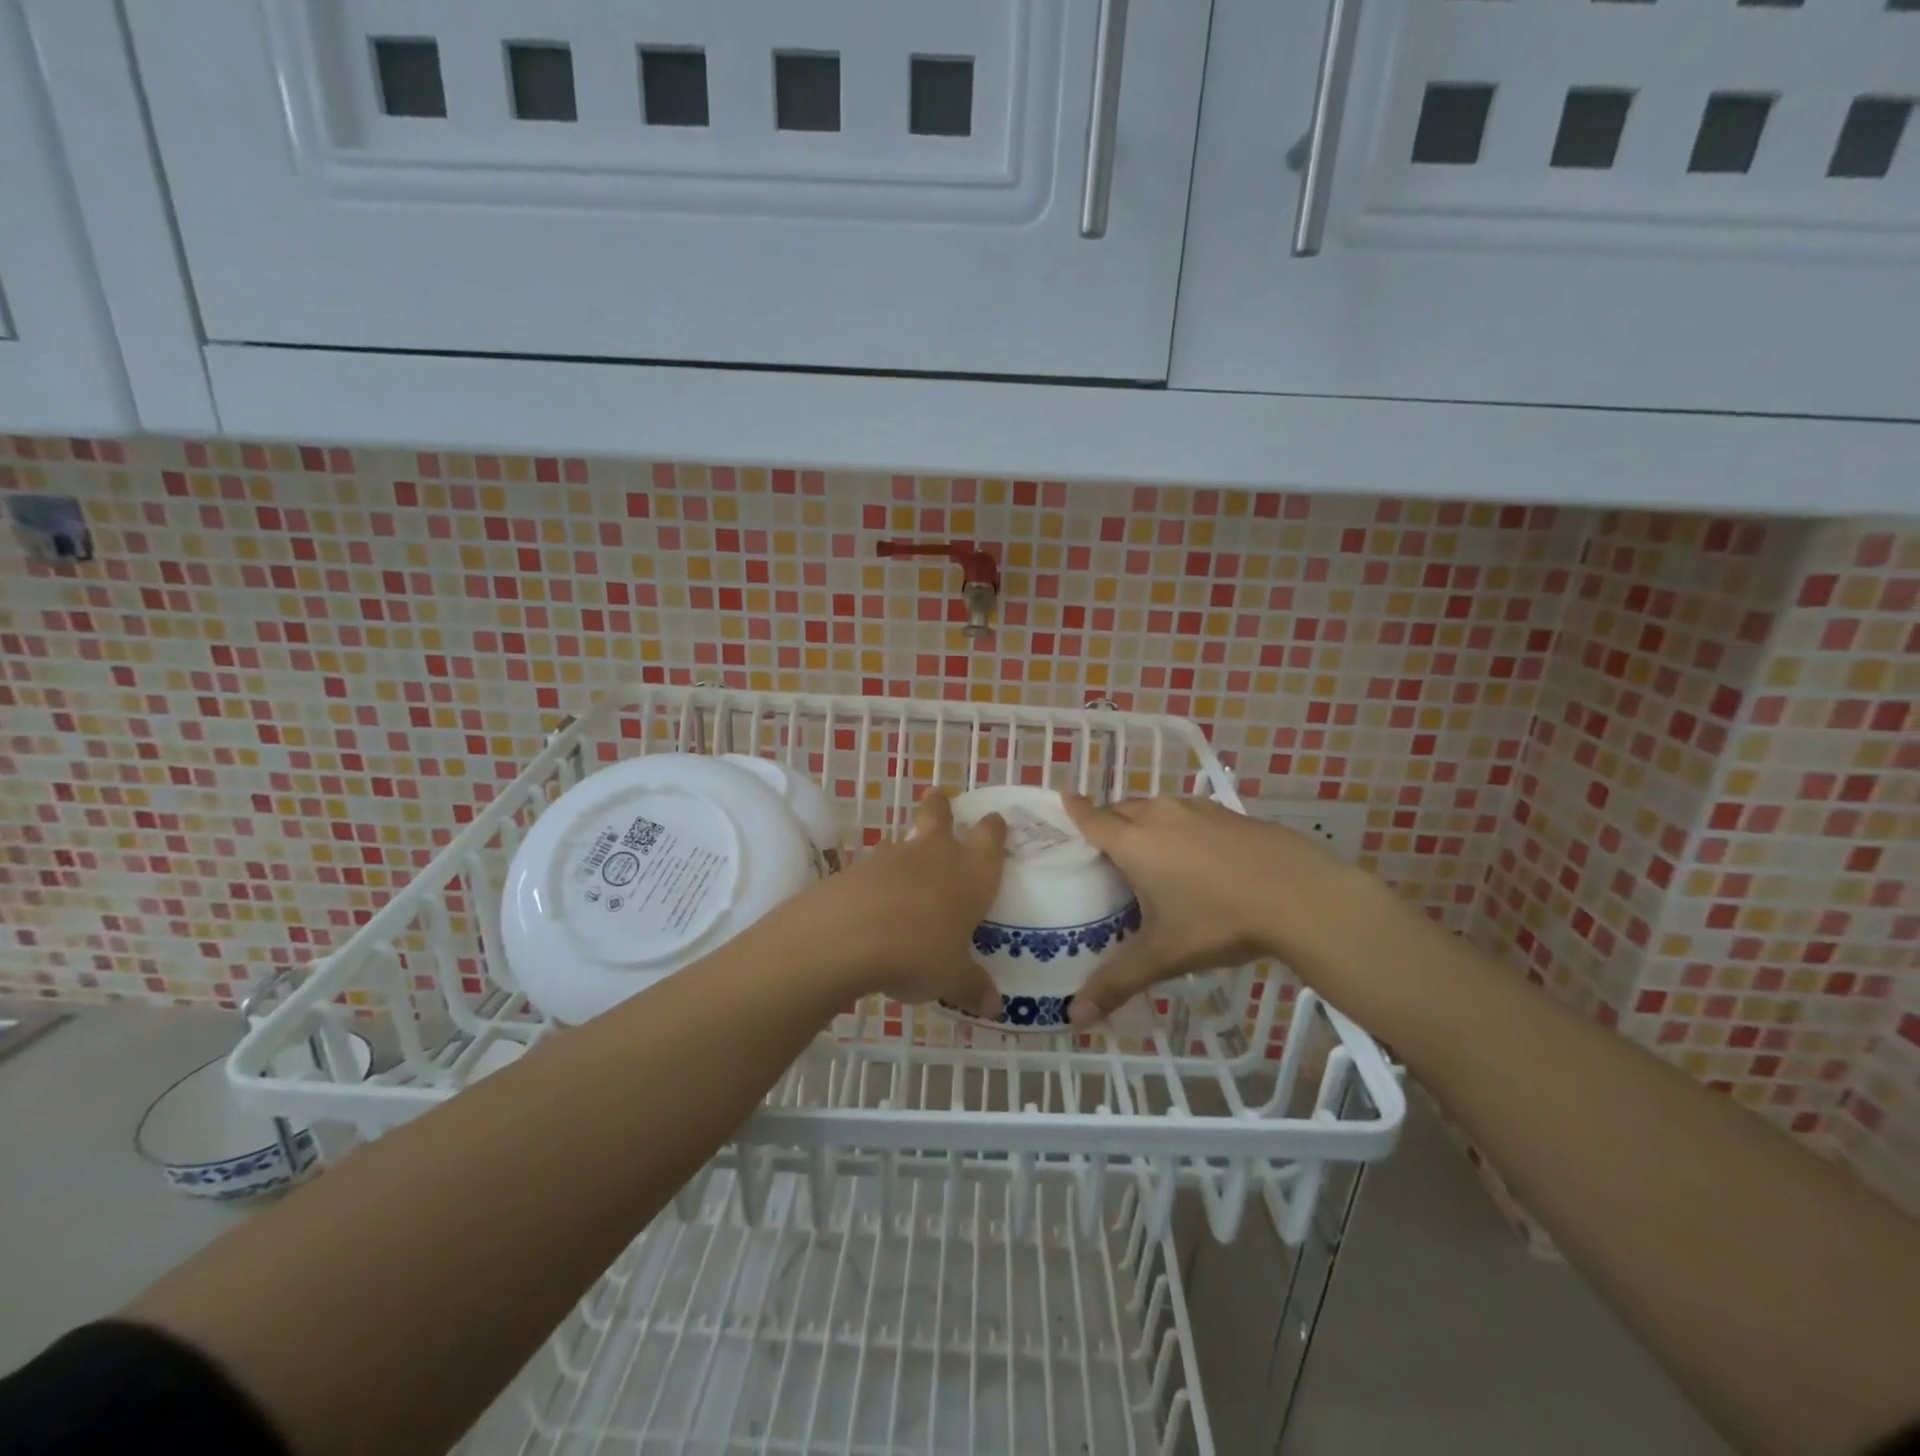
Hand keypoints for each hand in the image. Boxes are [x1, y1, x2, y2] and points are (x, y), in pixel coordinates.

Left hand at [794, 788, 1006, 1017]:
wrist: (849, 935)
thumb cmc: (920, 951)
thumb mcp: (952, 977)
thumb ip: (973, 987)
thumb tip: (994, 1006)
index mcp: (971, 873)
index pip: (990, 838)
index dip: (994, 829)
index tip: (995, 821)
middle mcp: (936, 854)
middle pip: (940, 816)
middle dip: (941, 808)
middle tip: (939, 798)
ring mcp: (893, 857)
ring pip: (905, 839)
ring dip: (908, 845)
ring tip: (908, 861)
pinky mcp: (858, 868)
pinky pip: (876, 866)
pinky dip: (879, 876)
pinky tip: (877, 898)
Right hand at [1059, 794, 1365, 1028]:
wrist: (1301, 896)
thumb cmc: (1219, 921)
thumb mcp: (1164, 956)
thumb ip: (1117, 982)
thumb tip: (1075, 1019)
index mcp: (1134, 843)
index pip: (1093, 819)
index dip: (1076, 810)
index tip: (1064, 798)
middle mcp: (1160, 816)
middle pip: (1122, 808)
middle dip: (1108, 818)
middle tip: (1102, 842)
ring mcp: (1198, 810)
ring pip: (1157, 806)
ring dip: (1145, 818)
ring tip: (1146, 846)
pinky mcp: (1230, 813)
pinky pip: (1190, 812)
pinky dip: (1180, 824)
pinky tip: (1197, 851)